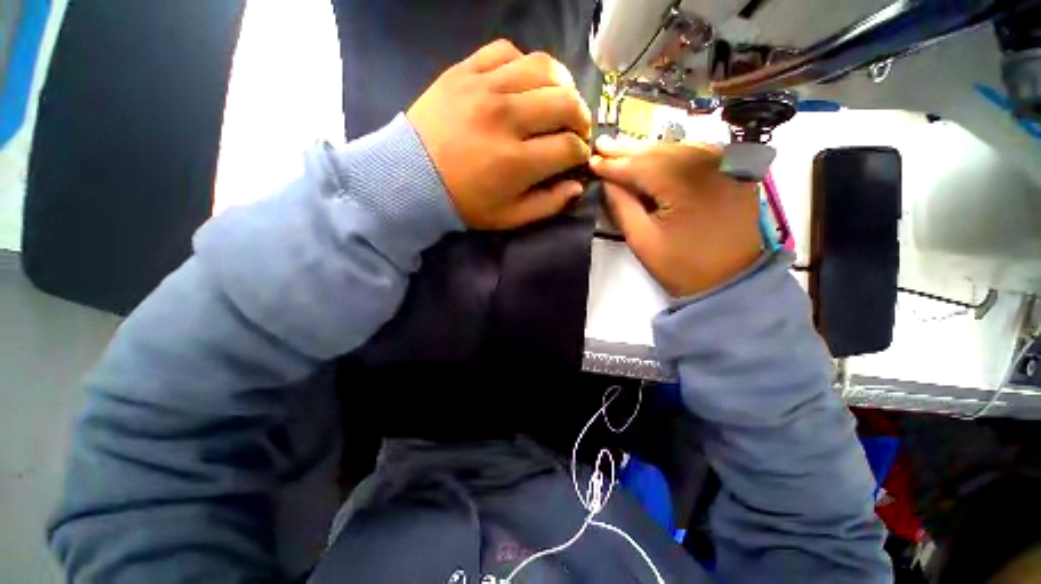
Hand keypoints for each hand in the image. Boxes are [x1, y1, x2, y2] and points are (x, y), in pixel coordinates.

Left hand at [407, 40, 591, 229]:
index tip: (577, 156)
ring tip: (560, 100)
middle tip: (576, 129)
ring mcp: (484, 88)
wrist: (411, 177)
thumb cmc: (464, 203)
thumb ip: (547, 204)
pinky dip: (525, 64)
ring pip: (542, 67)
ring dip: (562, 85)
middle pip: (564, 102)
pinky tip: (525, 82)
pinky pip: (506, 51)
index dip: (580, 152)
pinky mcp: (464, 71)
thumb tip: (576, 185)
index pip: (569, 146)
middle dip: (581, 118)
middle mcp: (506, 118)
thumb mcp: (509, 217)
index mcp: (516, 162)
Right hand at [591, 137, 762, 296]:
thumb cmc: (682, 266)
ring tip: (621, 150)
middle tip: (602, 145)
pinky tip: (654, 156)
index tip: (591, 160)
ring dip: (647, 151)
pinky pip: (696, 155)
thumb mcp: (643, 241)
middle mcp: (710, 163)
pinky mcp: (735, 171)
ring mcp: (727, 164)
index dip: (613, 164)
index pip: (640, 166)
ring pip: (677, 148)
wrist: (732, 280)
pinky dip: (670, 155)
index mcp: (685, 184)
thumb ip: (622, 207)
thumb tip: (607, 182)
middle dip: (628, 151)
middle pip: (660, 150)